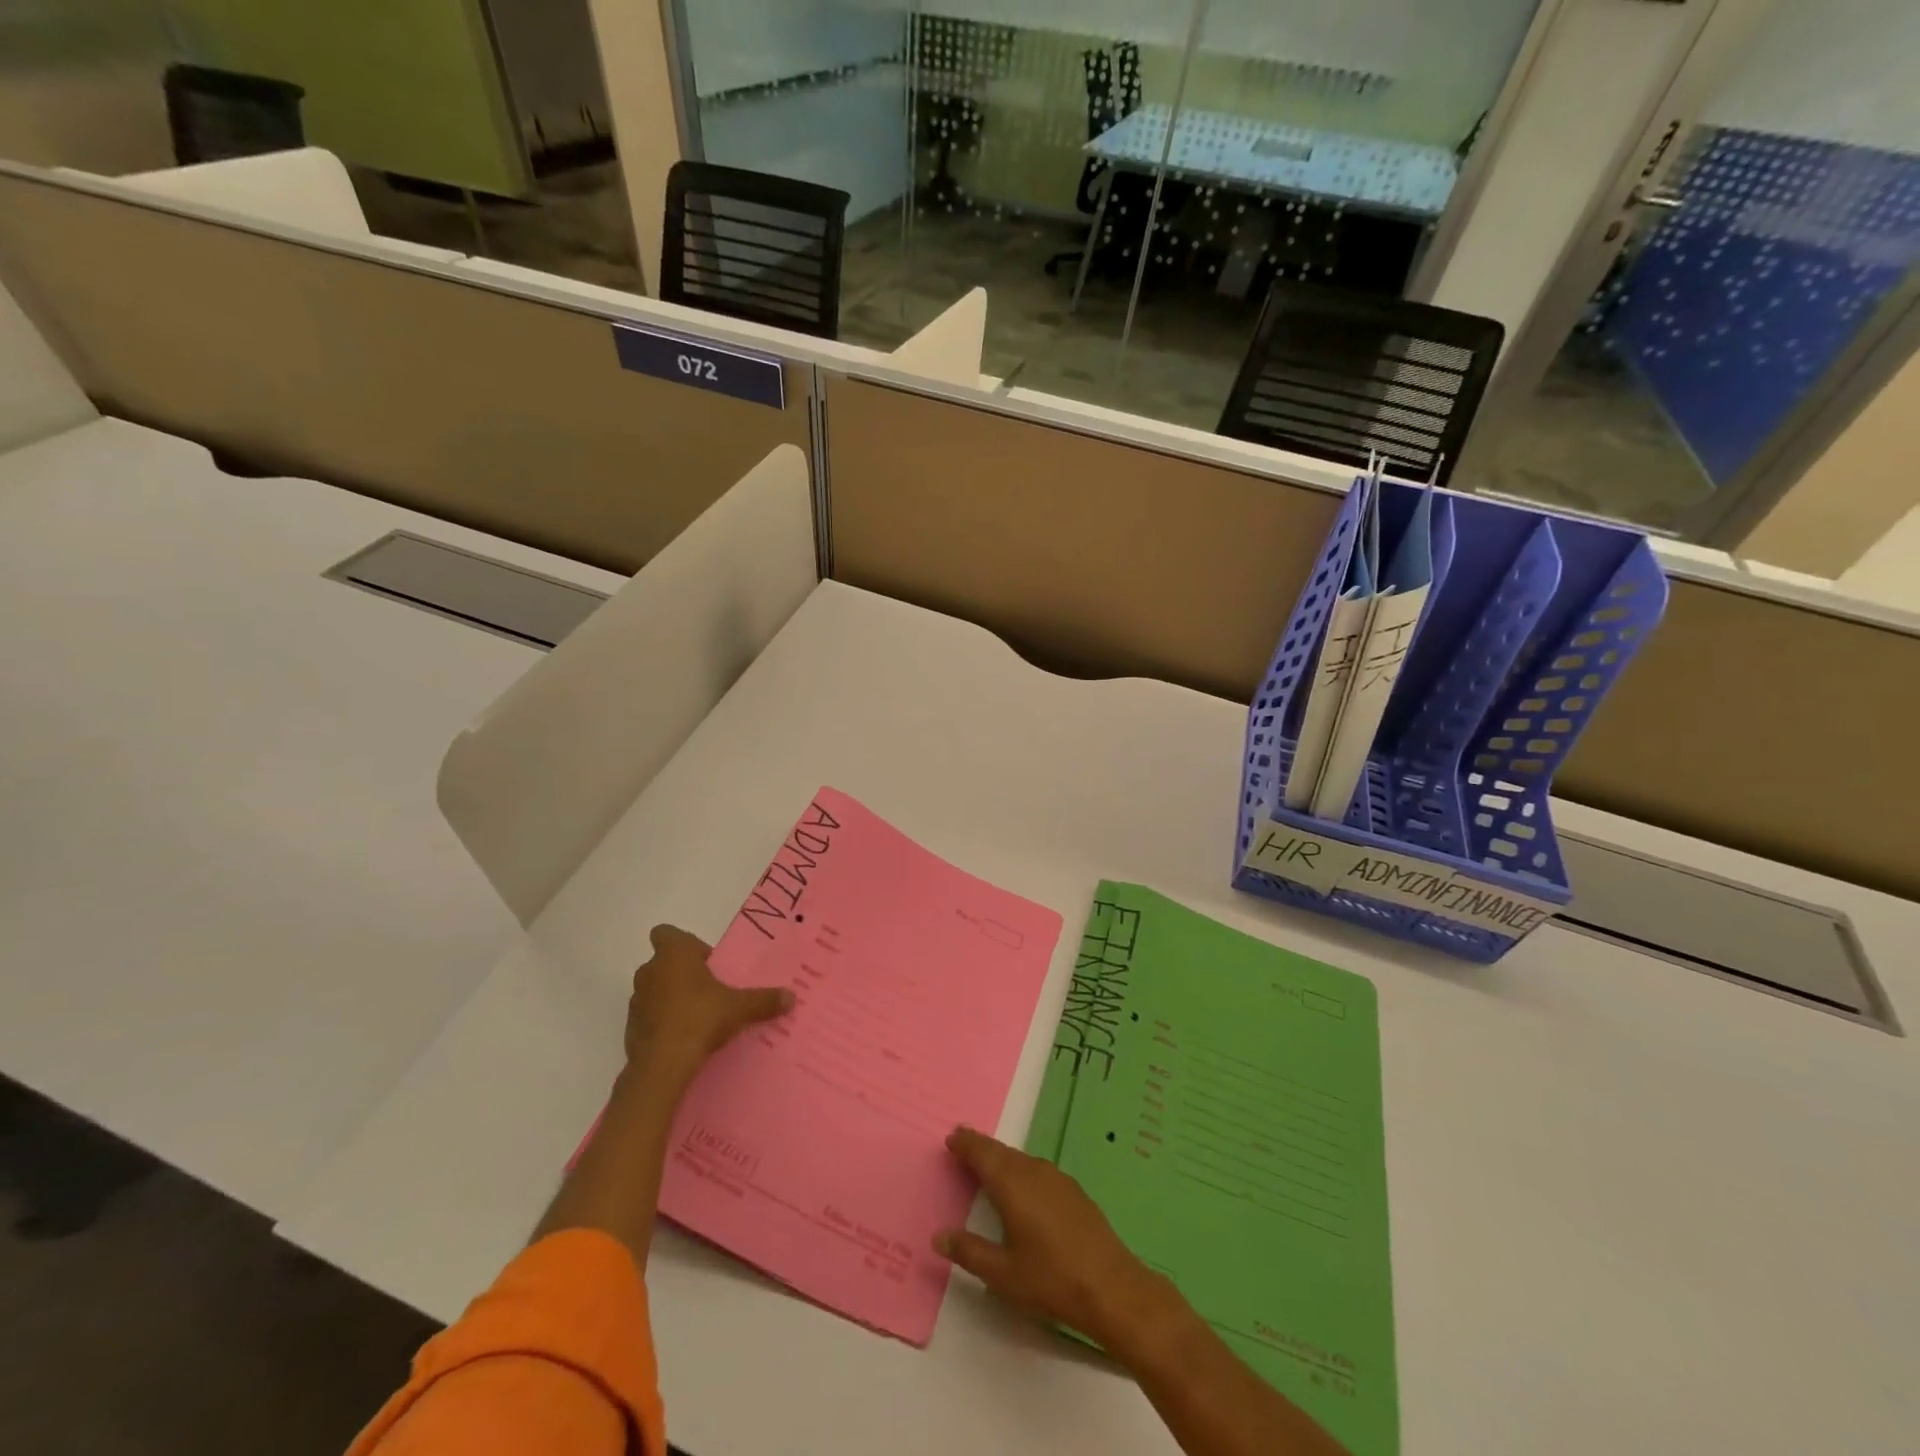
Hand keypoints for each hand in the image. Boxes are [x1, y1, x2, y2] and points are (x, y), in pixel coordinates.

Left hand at [623, 924, 792, 1087]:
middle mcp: (650, 971)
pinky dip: (662, 1022)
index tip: (706, 962)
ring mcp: (636, 1000)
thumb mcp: (739, 1008)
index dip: (686, 944)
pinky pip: (649, 1016)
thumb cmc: (700, 1019)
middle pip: (664, 962)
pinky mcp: (630, 1028)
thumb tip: (792, 997)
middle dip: (683, 973)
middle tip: (709, 990)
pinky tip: (683, 1038)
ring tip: (698, 1016)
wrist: (662, 1066)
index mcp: (673, 955)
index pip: (667, 933)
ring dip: (671, 997)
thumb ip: (764, 1000)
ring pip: (655, 989)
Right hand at [934, 1126, 1170, 1350]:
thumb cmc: (1051, 1280)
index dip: (966, 1143)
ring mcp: (1057, 1179)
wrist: (1112, 1287)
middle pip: (1002, 1152)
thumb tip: (939, 1236)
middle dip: (980, 1148)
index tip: (951, 1138)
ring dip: (1002, 1159)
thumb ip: (969, 1252)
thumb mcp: (1002, 1274)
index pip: (983, 1153)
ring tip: (987, 1166)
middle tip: (962, 1146)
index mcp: (1012, 1184)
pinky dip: (1021, 1170)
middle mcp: (1034, 1171)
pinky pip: (1037, 1170)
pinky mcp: (1074, 1191)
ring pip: (1021, 1159)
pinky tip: (1022, 1188)